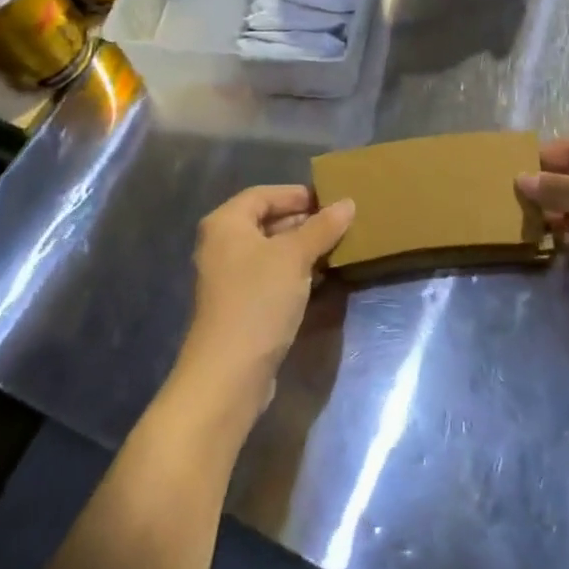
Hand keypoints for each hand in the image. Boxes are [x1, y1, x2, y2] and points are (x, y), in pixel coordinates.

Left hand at [175, 185, 353, 415]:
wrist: (228, 374)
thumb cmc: (258, 300)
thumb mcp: (295, 256)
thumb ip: (322, 227)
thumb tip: (347, 203)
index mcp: (226, 223)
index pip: (264, 194)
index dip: (297, 194)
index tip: (331, 200)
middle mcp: (221, 245)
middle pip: (267, 221)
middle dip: (303, 221)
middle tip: (339, 224)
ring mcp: (228, 277)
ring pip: (271, 251)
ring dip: (302, 248)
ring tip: (336, 248)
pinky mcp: (239, 305)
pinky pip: (269, 276)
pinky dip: (293, 272)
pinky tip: (320, 277)